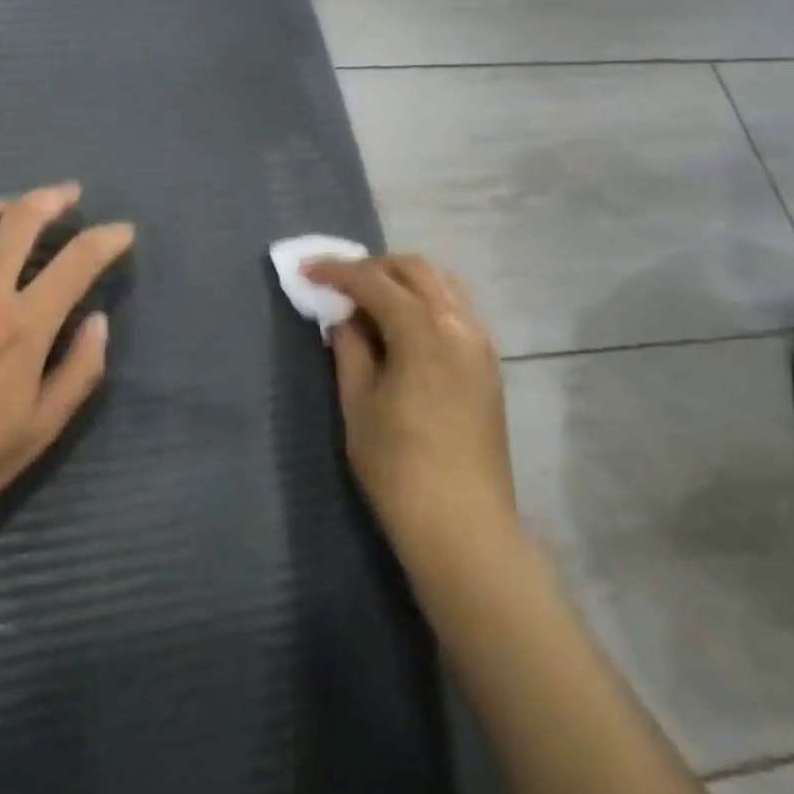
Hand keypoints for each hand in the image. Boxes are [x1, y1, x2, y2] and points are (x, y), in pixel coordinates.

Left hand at [0, 184, 134, 538]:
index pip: (77, 262)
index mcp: (23, 326)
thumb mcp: (39, 432)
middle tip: (70, 194)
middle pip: (22, 219)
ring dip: (4, 204)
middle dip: (54, 199)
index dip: (107, 239)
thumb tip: (99, 321)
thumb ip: (79, 372)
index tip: (123, 230)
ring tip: (18, 208)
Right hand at [301, 254, 516, 547]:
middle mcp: (460, 326)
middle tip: (338, 283)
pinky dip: (424, 302)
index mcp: (425, 334)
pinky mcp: (487, 366)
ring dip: (402, 281)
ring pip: (442, 286)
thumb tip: (345, 317)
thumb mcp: (359, 404)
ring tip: (367, 301)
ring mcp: (481, 345)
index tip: (306, 270)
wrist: (463, 526)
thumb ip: (350, 349)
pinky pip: (455, 310)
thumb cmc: (399, 468)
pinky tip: (400, 327)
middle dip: (374, 267)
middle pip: (417, 270)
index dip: (338, 271)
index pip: (376, 282)